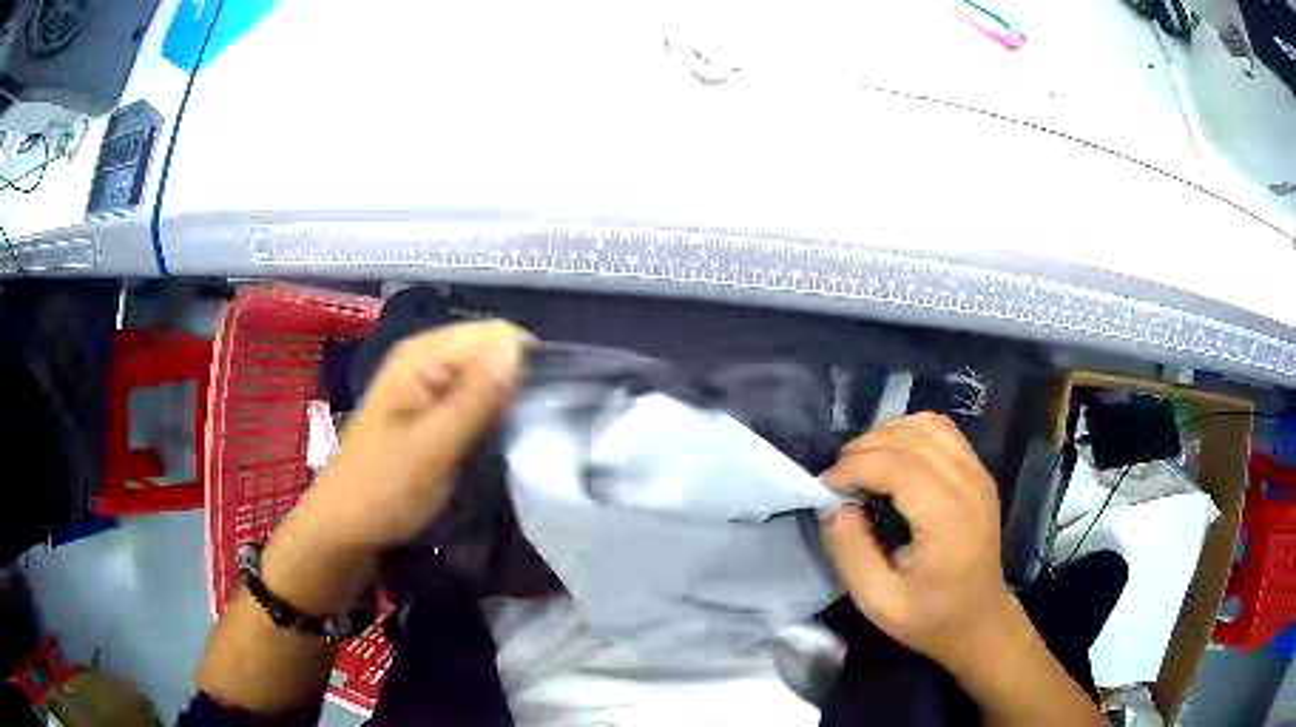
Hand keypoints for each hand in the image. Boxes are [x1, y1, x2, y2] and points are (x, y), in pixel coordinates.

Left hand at [299, 320, 528, 548]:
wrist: (347, 524)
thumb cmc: (383, 488)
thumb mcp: (432, 447)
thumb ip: (475, 398)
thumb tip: (519, 348)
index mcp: (422, 355)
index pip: (496, 334)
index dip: (525, 363)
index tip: (544, 408)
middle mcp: (428, 358)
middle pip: (494, 351)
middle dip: (518, 383)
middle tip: (531, 430)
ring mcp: (430, 382)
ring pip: (489, 375)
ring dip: (508, 402)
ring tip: (520, 437)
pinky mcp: (434, 406)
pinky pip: (477, 397)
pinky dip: (493, 415)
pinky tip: (498, 440)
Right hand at [820, 413, 1014, 671]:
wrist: (979, 621)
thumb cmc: (929, 617)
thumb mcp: (878, 600)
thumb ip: (850, 551)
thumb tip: (832, 505)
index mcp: (948, 520)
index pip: (899, 466)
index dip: (856, 466)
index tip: (826, 486)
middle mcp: (970, 485)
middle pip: (912, 438)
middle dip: (865, 447)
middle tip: (838, 476)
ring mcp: (979, 474)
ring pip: (928, 425)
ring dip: (887, 434)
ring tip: (862, 463)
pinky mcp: (979, 472)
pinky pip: (943, 431)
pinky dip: (911, 432)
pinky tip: (892, 455)